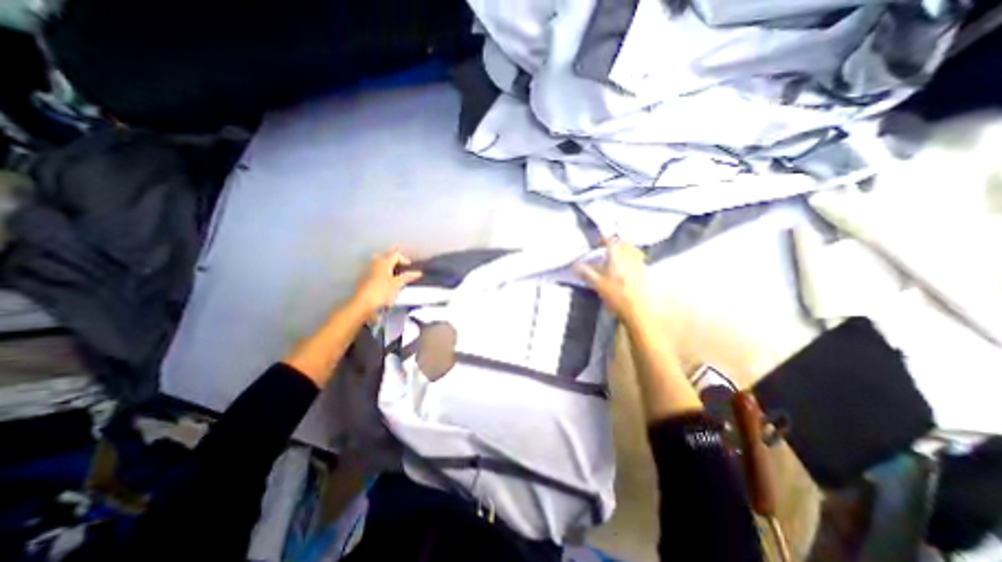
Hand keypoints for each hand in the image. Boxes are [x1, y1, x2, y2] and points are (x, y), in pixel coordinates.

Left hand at [352, 250, 420, 315]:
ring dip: (387, 269)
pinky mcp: (363, 278)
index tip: (409, 268)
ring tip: (394, 279)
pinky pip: (374, 272)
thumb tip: (418, 273)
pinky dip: (381, 275)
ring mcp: (367, 270)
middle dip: (394, 262)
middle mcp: (375, 263)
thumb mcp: (397, 284)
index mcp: (384, 262)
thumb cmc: (381, 292)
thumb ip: (407, 277)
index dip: (404, 260)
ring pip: (379, 264)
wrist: (363, 303)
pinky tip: (384, 285)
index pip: (396, 255)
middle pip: (386, 257)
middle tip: (400, 270)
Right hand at [576, 240, 654, 321]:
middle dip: (617, 243)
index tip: (598, 243)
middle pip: (625, 243)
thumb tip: (575, 265)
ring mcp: (639, 265)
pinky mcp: (645, 274)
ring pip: (634, 251)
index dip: (604, 239)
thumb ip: (586, 273)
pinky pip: (639, 261)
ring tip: (618, 256)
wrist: (639, 310)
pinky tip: (627, 269)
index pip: (611, 241)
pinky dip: (632, 260)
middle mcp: (630, 258)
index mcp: (617, 258)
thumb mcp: (598, 285)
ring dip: (625, 250)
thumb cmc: (617, 297)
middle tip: (609, 248)